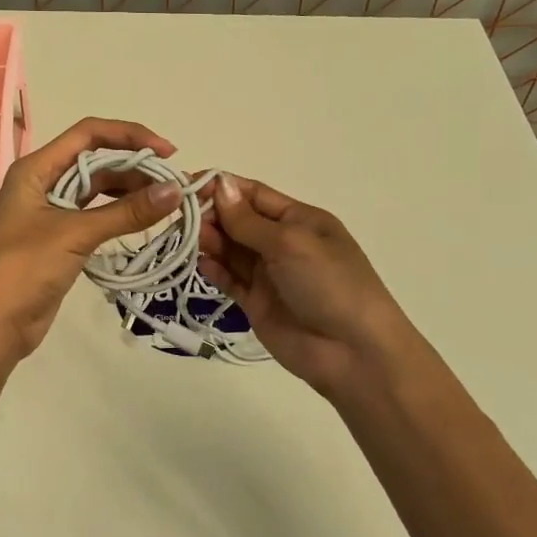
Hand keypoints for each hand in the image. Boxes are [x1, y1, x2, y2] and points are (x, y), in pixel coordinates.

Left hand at [0, 117, 183, 363]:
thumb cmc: (24, 267)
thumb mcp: (75, 234)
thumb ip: (126, 212)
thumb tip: (176, 190)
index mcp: (36, 169)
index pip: (88, 133)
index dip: (128, 136)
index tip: (166, 152)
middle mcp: (42, 183)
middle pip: (95, 161)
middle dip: (134, 167)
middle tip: (173, 184)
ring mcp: (51, 212)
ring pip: (97, 190)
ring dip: (129, 191)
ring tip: (166, 202)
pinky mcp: (59, 239)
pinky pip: (95, 216)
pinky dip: (119, 215)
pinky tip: (144, 221)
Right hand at [199, 174, 426, 403]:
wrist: (354, 353)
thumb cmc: (329, 284)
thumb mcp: (290, 243)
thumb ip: (248, 220)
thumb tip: (220, 184)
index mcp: (299, 219)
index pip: (253, 195)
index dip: (221, 188)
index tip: (186, 186)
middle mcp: (283, 243)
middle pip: (238, 221)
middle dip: (212, 216)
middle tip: (183, 219)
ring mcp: (270, 275)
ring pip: (231, 250)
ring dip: (210, 242)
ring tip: (188, 240)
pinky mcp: (257, 304)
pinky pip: (231, 280)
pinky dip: (215, 271)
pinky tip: (202, 265)